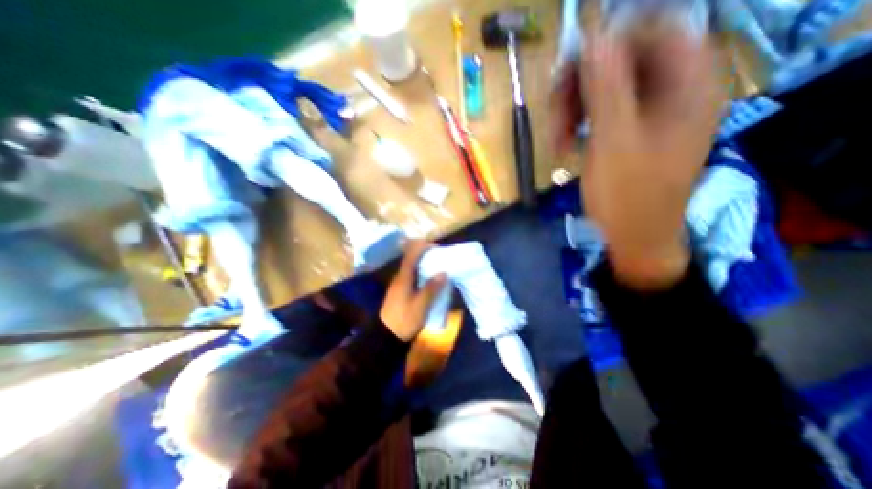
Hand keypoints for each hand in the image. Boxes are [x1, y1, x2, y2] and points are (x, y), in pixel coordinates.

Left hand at [383, 240, 449, 340]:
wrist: (387, 336)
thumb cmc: (405, 320)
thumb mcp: (421, 306)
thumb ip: (431, 288)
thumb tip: (443, 272)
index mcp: (404, 277)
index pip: (411, 255)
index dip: (423, 247)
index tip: (437, 248)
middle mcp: (400, 277)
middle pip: (412, 258)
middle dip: (426, 254)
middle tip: (441, 257)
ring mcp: (400, 283)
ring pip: (413, 267)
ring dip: (425, 263)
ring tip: (439, 266)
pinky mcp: (401, 290)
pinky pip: (413, 275)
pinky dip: (422, 272)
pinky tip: (431, 279)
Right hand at [563, 24, 726, 288]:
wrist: (635, 237)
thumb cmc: (627, 195)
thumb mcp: (612, 142)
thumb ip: (605, 89)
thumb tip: (593, 39)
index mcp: (688, 85)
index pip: (654, 31)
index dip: (609, 44)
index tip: (570, 71)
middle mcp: (676, 91)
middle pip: (625, 61)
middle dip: (581, 86)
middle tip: (553, 114)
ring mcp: (653, 114)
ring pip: (608, 88)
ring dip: (574, 109)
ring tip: (556, 140)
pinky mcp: (634, 132)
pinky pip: (605, 112)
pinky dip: (581, 124)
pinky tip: (567, 144)